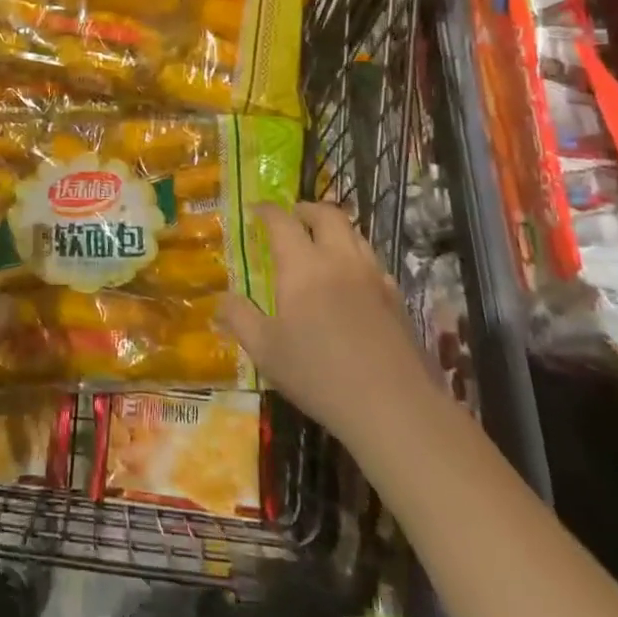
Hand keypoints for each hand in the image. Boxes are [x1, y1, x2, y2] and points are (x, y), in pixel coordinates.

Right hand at [217, 202, 430, 449]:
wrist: (394, 407)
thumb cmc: (319, 375)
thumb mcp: (266, 351)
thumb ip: (240, 318)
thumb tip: (220, 300)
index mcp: (303, 265)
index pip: (282, 221)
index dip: (267, 211)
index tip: (256, 210)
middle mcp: (340, 259)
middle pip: (328, 214)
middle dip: (307, 209)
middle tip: (294, 216)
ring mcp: (374, 276)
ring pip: (355, 233)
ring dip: (335, 228)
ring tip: (322, 242)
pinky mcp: (397, 298)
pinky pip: (374, 261)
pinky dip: (357, 255)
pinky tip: (352, 279)